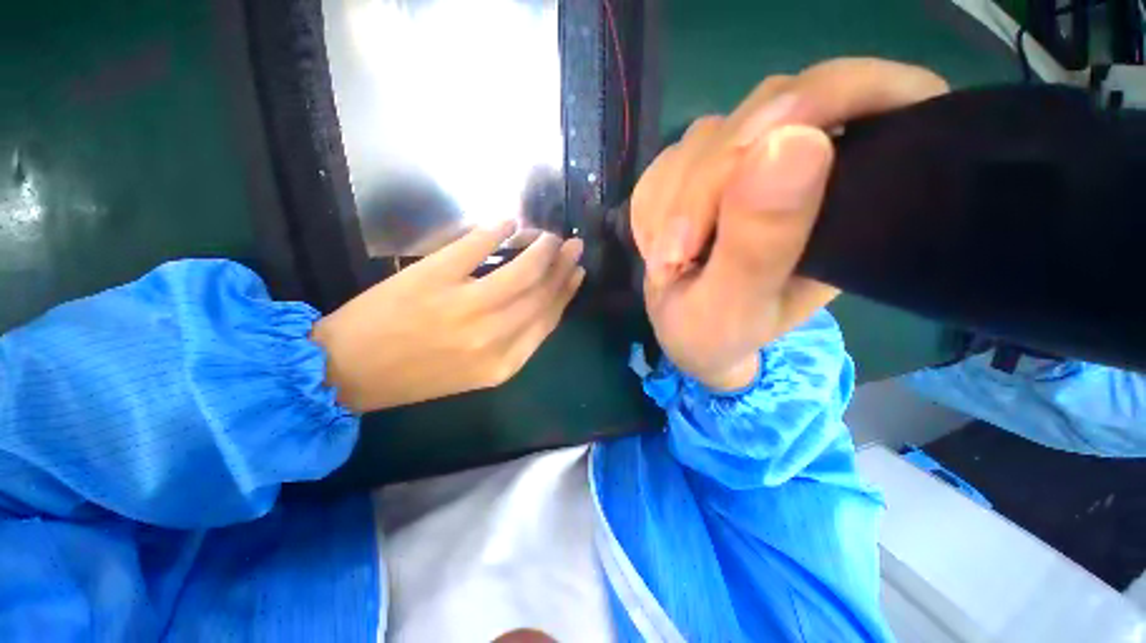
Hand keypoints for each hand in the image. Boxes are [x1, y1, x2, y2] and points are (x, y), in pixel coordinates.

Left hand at [312, 222, 584, 412]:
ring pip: (521, 270)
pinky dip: (498, 231)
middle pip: (541, 293)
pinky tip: (510, 223)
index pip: (548, 319)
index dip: (567, 291)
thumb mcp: (476, 372)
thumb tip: (539, 304)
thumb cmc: (416, 375)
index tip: (577, 272)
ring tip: (549, 236)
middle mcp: (492, 336)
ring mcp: (464, 305)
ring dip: (541, 248)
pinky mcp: (434, 277)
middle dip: (562, 265)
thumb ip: (512, 343)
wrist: (348, 371)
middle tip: (572, 246)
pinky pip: (477, 246)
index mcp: (503, 363)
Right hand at [632, 58, 948, 389]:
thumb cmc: (719, 334)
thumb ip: (760, 242)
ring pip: (707, 138)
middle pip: (764, 111)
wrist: (689, 335)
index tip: (742, 160)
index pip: (863, 96)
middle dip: (705, 184)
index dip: (809, 106)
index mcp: (856, 196)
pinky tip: (658, 244)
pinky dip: (652, 204)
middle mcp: (810, 165)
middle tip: (675, 252)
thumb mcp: (736, 306)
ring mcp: (751, 163)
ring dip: (671, 201)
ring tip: (667, 259)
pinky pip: (670, 162)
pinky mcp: (705, 171)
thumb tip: (792, 141)